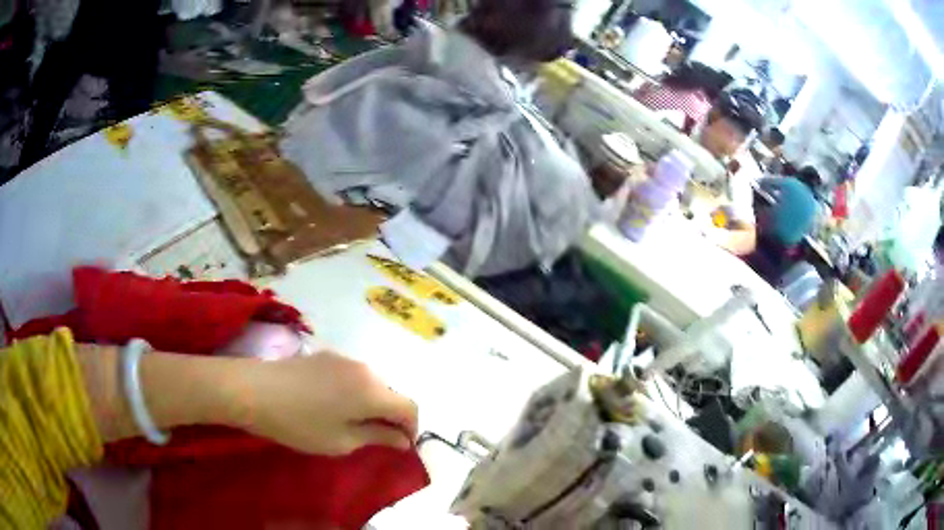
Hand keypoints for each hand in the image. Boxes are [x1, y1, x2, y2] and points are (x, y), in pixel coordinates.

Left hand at [242, 352, 418, 455]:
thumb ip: (377, 437)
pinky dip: (356, 392)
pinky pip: (354, 375)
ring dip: (373, 404)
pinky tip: (335, 405)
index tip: (401, 448)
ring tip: (355, 424)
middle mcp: (365, 368)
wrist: (253, 390)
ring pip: (373, 383)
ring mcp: (344, 359)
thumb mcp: (341, 441)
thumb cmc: (299, 424)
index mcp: (373, 391)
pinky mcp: (326, 355)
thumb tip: (403, 440)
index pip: (409, 408)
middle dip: (392, 417)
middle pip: (392, 393)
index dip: (412, 429)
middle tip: (377, 440)